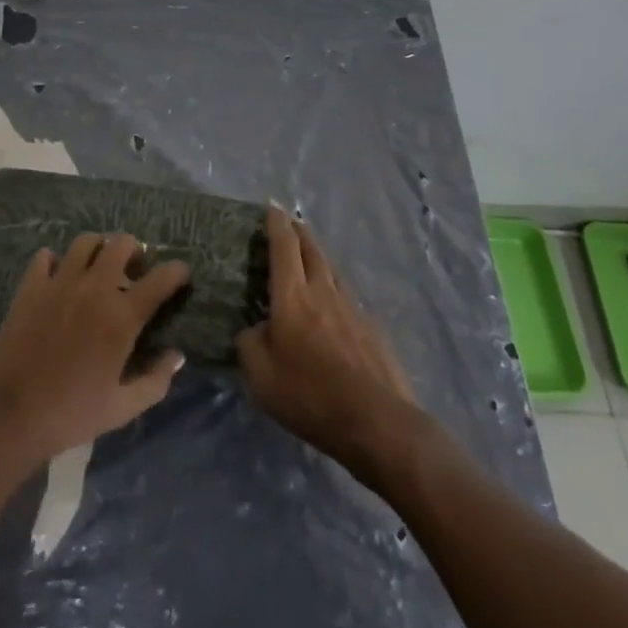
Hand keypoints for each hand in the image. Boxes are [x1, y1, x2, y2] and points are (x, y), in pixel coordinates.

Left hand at [0, 233, 190, 472]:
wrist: (9, 415)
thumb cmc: (70, 415)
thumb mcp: (121, 409)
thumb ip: (155, 381)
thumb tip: (177, 356)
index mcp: (121, 317)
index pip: (160, 279)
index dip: (177, 272)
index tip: (181, 274)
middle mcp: (94, 288)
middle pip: (122, 244)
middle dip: (135, 252)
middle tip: (133, 272)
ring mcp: (60, 282)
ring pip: (86, 242)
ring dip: (98, 250)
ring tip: (97, 270)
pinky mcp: (31, 285)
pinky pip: (46, 256)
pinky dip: (56, 262)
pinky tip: (58, 280)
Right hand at [237, 206, 417, 472]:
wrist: (377, 421)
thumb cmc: (310, 396)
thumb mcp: (261, 377)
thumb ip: (250, 345)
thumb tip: (254, 330)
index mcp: (292, 297)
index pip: (283, 246)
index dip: (276, 223)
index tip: (272, 206)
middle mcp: (323, 292)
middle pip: (312, 249)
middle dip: (299, 231)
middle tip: (290, 221)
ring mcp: (352, 308)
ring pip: (332, 270)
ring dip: (319, 257)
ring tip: (311, 256)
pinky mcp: (372, 329)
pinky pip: (348, 298)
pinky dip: (336, 291)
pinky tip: (334, 307)